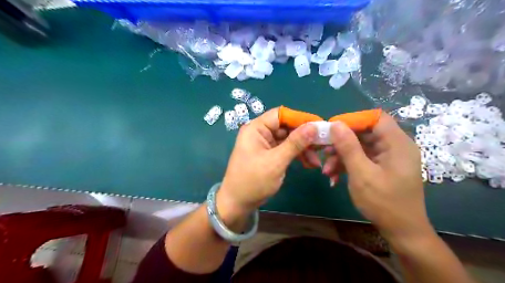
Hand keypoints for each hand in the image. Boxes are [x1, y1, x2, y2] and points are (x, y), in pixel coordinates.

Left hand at [218, 109, 318, 220]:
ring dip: (303, 148)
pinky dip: (298, 155)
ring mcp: (266, 144)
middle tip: (322, 145)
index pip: (281, 115)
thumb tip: (314, 126)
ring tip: (316, 161)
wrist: (238, 203)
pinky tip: (310, 164)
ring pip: (289, 139)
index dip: (300, 118)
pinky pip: (287, 150)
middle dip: (304, 137)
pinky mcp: (270, 154)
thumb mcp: (276, 161)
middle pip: (287, 127)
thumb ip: (295, 143)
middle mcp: (260, 133)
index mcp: (256, 128)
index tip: (319, 125)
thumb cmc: (253, 181)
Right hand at [323, 114, 429, 241]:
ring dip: (341, 156)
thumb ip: (348, 147)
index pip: (375, 118)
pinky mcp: (381, 167)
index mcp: (397, 143)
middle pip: (365, 133)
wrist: (401, 231)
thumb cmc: (383, 202)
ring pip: (360, 147)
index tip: (332, 129)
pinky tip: (334, 177)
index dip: (353, 120)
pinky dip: (348, 165)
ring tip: (327, 170)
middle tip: (324, 151)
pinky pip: (362, 159)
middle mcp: (394, 146)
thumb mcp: (361, 173)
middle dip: (342, 142)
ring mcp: (388, 157)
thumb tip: (335, 124)